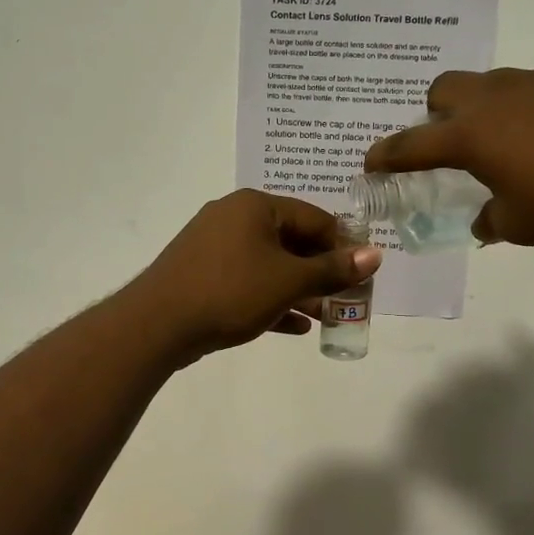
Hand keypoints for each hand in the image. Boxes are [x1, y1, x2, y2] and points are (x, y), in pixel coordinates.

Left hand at [129, 190, 382, 361]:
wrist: (158, 324)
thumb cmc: (230, 292)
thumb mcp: (288, 281)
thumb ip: (332, 270)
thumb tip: (375, 255)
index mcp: (255, 207)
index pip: (314, 218)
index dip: (343, 246)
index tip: (362, 275)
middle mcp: (233, 217)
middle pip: (291, 241)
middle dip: (320, 273)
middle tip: (345, 300)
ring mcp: (213, 246)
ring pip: (268, 265)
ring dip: (298, 290)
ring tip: (325, 317)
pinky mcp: (202, 274)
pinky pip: (246, 282)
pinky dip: (270, 300)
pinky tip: (294, 327)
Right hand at [364, 67, 533, 244]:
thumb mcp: (524, 225)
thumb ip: (492, 221)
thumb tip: (485, 220)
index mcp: (471, 135)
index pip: (411, 144)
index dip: (386, 155)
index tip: (369, 162)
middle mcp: (494, 99)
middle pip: (443, 89)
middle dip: (435, 113)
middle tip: (448, 143)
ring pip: (489, 83)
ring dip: (482, 108)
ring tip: (505, 142)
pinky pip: (532, 87)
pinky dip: (526, 107)